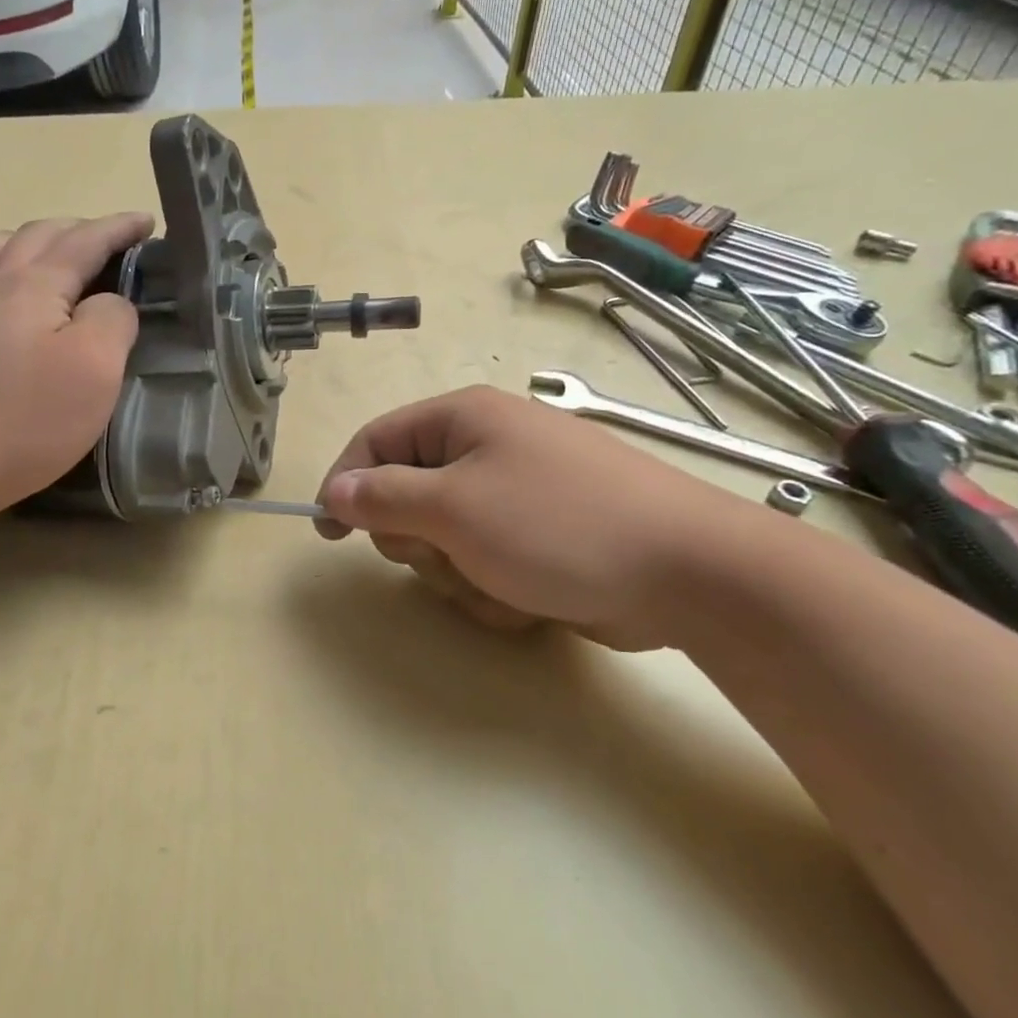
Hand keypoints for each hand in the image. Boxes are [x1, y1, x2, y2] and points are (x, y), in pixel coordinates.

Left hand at [0, 213, 154, 521]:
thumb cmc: (26, 418)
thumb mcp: (96, 368)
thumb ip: (113, 320)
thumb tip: (110, 302)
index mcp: (34, 285)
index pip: (85, 241)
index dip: (118, 229)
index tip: (146, 222)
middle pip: (35, 237)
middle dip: (77, 230)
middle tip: (107, 241)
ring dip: (21, 239)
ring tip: (39, 250)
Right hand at [314, 386, 748, 650]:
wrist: (689, 573)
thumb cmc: (556, 525)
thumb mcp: (454, 508)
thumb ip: (382, 498)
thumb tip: (335, 491)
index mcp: (464, 419)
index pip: (377, 441)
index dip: (346, 483)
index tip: (328, 532)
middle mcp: (488, 448)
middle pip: (408, 495)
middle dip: (418, 539)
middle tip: (446, 554)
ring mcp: (517, 494)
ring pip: (444, 539)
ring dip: (458, 572)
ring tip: (499, 582)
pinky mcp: (540, 537)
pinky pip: (484, 562)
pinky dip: (493, 587)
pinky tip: (527, 597)